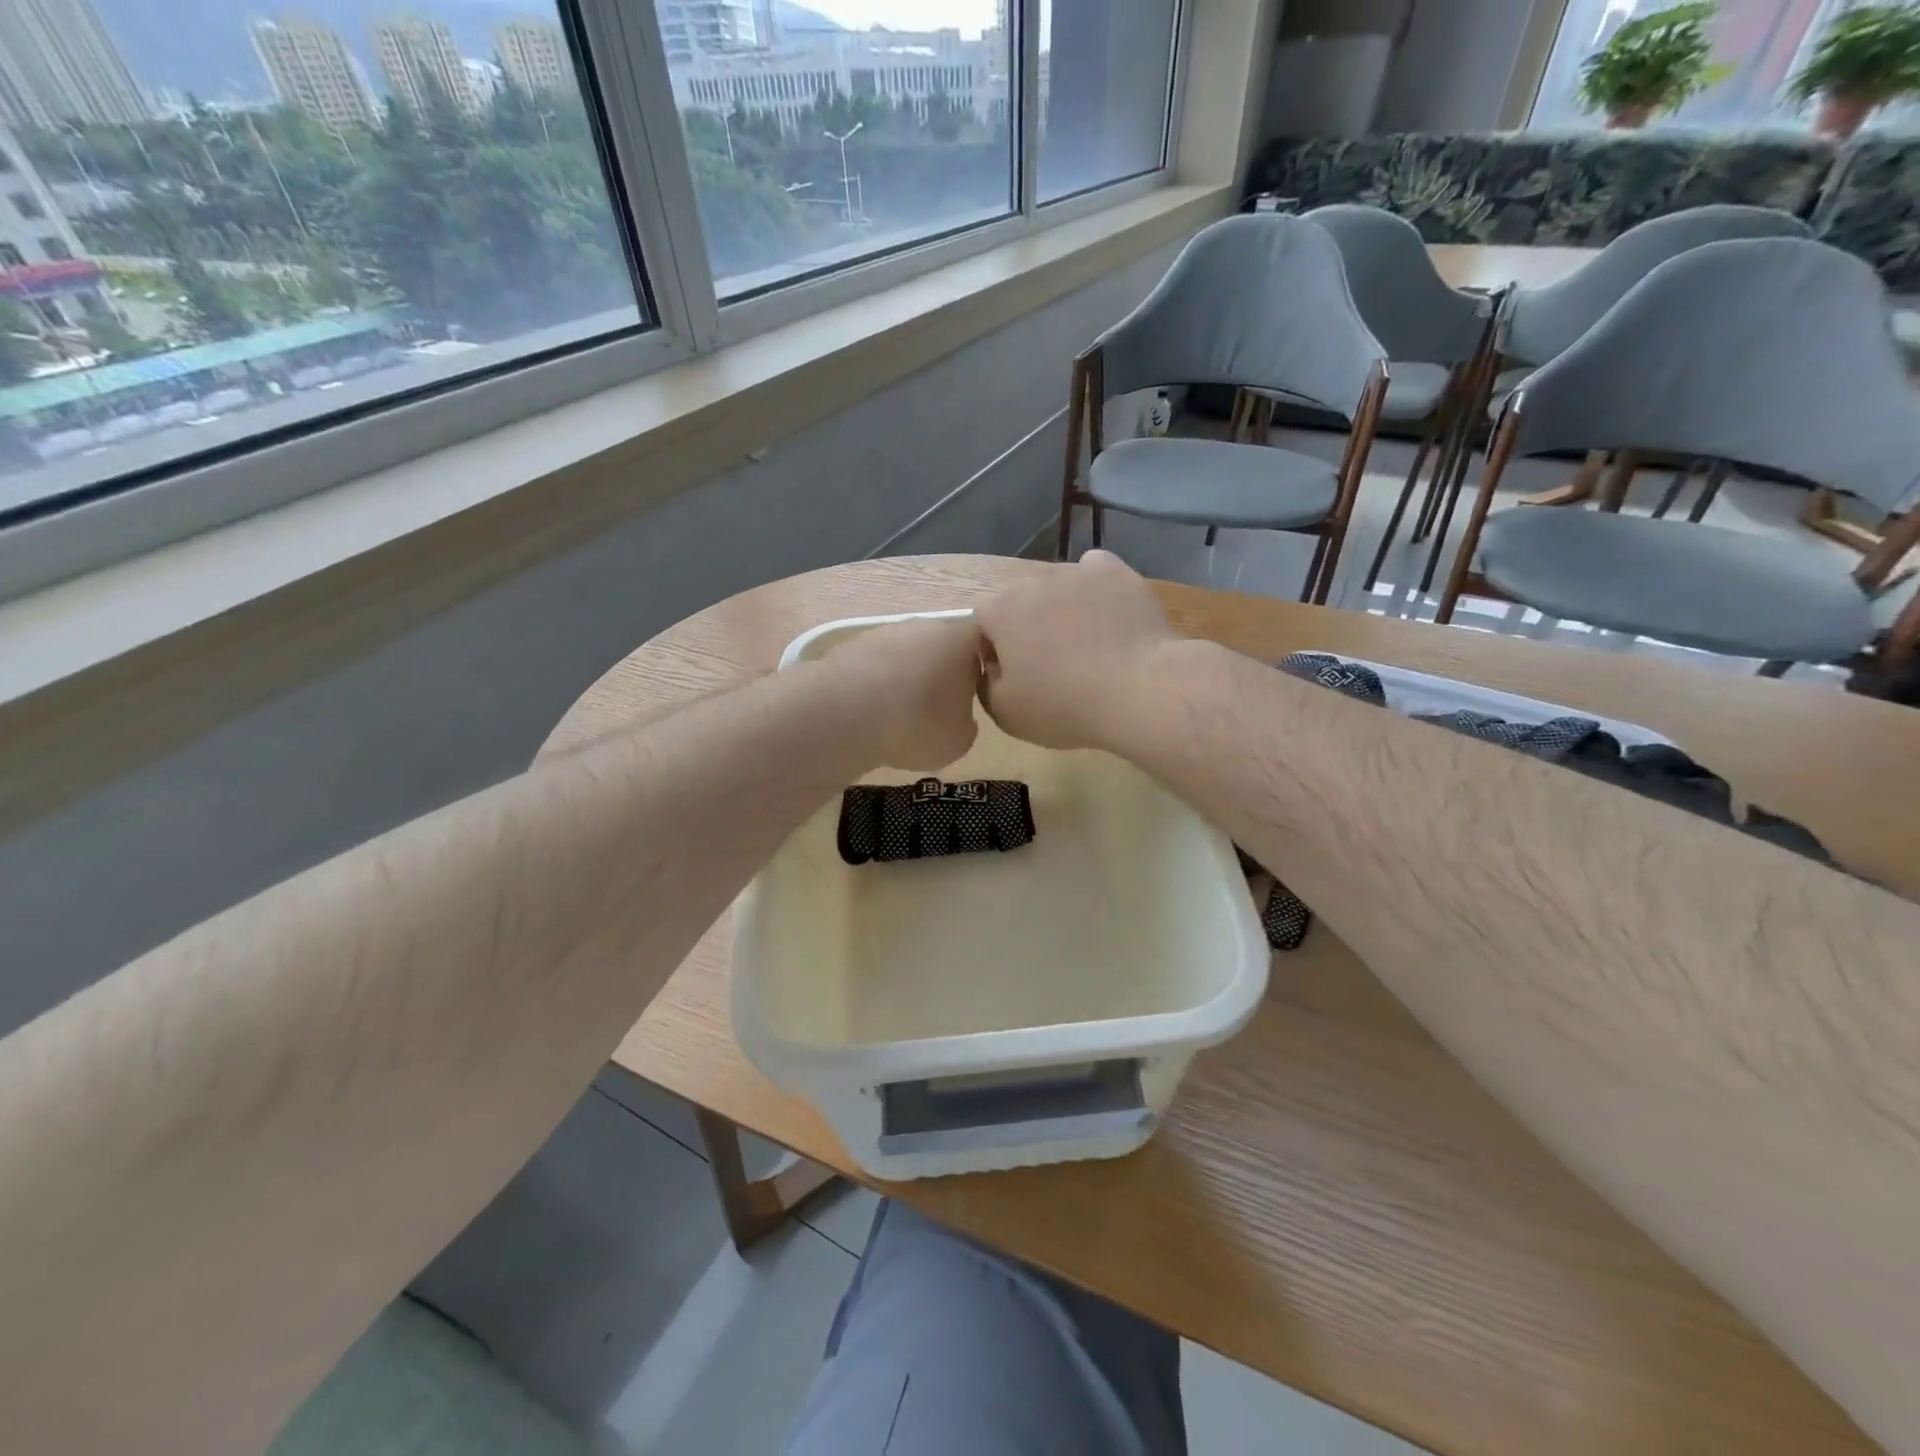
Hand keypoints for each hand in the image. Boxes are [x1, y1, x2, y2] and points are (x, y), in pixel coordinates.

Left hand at [828, 617, 982, 769]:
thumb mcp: (959, 741)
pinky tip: (871, 713)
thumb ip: (967, 725)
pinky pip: (876, 668)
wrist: (846, 711)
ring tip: (899, 718)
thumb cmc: (917, 723)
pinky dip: (877, 686)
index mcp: (963, 640)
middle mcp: (927, 626)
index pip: (983, 648)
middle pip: (942, 650)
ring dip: (907, 681)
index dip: (979, 674)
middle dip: (940, 677)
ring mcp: (887, 632)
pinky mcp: (853, 644)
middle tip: (936, 713)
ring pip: (907, 657)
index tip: (973, 701)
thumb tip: (959, 719)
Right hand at [976, 552, 1176, 750]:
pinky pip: (1096, 572)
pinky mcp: (1117, 572)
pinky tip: (1108, 615)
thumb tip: (992, 665)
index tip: (1013, 671)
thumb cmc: (1064, 706)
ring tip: (1087, 642)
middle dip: (1028, 624)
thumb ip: (986, 682)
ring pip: (1059, 586)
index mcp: (1000, 610)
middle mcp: (1033, 580)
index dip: (994, 644)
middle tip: (1050, 661)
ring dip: (1062, 608)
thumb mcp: (1005, 713)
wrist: (1139, 691)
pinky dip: (1097, 589)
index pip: (983, 617)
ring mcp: (1077, 571)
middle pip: (1021, 599)